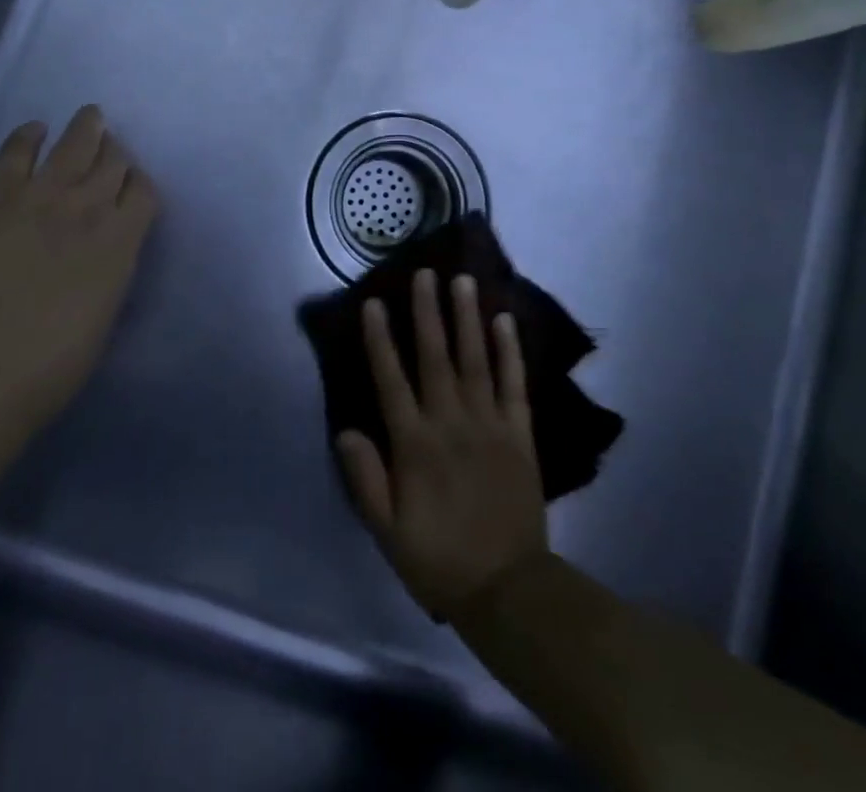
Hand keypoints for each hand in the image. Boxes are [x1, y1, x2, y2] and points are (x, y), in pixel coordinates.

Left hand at [0, 105, 157, 417]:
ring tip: (90, 116)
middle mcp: (90, 205)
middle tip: (110, 147)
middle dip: (115, 151)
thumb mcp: (102, 316)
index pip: (143, 192)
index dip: (138, 182)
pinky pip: (18, 148)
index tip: (131, 184)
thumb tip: (102, 257)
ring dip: (86, 127)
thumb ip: (108, 273)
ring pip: (76, 143)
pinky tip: (34, 130)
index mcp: (122, 241)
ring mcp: (43, 192)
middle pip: (113, 161)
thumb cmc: (51, 363)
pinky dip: (29, 135)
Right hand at [338, 270, 548, 620]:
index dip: (380, 339)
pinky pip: (514, 385)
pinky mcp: (519, 434)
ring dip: (467, 318)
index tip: (373, 302)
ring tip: (464, 281)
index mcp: (414, 445)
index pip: (391, 380)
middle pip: (435, 357)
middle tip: (425, 273)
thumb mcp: (387, 530)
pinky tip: (505, 321)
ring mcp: (489, 425)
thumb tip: (346, 429)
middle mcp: (450, 423)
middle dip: (427, 312)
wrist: (508, 591)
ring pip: (475, 360)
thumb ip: (365, 478)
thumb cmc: (439, 558)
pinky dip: (510, 352)